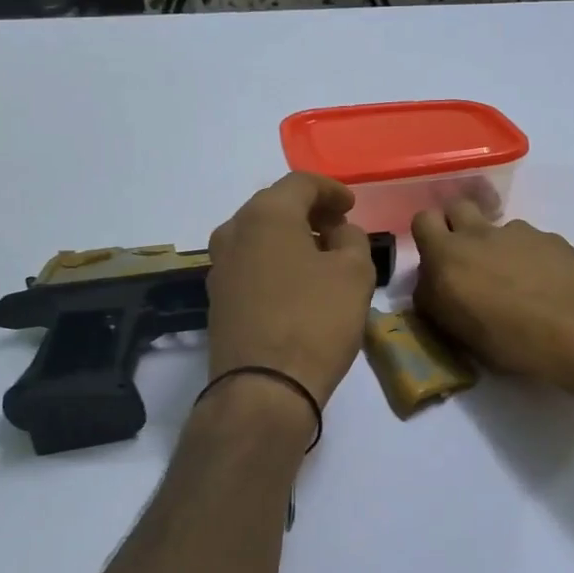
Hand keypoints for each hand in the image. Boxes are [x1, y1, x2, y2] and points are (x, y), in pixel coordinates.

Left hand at [206, 174, 376, 407]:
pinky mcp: (218, 299)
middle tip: (339, 226)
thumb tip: (339, 233)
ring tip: (322, 255)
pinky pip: (252, 264)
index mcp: (266, 215)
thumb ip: (352, 239)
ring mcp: (220, 267)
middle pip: (275, 206)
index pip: (301, 183)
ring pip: (260, 236)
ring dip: (291, 237)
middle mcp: (234, 232)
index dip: (332, 189)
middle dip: (310, 211)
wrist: (263, 388)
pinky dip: (276, 261)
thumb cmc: (315, 321)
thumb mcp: (355, 274)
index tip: (352, 205)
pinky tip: (298, 282)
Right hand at [412, 201, 573, 385]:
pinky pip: (528, 240)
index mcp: (447, 256)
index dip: (428, 237)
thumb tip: (433, 286)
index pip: (422, 221)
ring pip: (496, 226)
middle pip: (457, 208)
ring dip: (496, 244)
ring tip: (514, 280)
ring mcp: (518, 232)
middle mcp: (479, 234)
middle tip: (468, 260)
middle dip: (457, 226)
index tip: (437, 264)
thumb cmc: (511, 341)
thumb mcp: (459, 333)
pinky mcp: (550, 237)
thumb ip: (438, 301)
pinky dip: (529, 256)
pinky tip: (544, 284)